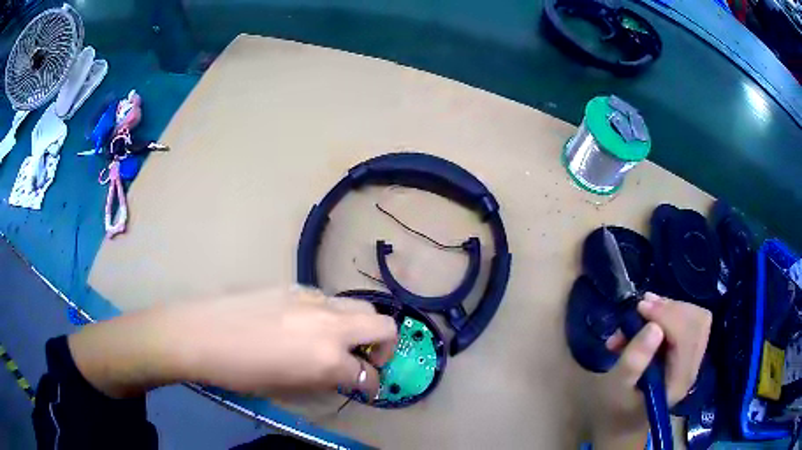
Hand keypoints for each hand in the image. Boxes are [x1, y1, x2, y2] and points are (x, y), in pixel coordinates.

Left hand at [68, 286, 397, 398]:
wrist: (202, 333)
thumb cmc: (241, 373)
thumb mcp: (289, 389)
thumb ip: (325, 381)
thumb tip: (343, 377)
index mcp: (328, 359)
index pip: (368, 375)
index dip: (371, 387)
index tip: (364, 390)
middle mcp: (331, 325)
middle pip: (384, 327)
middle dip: (385, 347)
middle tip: (366, 360)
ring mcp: (314, 300)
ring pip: (360, 308)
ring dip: (359, 329)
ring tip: (336, 342)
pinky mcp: (296, 286)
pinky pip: (329, 301)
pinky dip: (332, 317)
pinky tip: (306, 326)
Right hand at [591, 293, 710, 447]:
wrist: (621, 426)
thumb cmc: (614, 410)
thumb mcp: (615, 388)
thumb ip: (634, 360)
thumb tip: (653, 327)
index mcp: (677, 381)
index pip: (687, 335)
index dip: (667, 315)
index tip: (640, 307)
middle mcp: (692, 369)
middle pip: (698, 321)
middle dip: (671, 308)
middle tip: (643, 307)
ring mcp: (692, 362)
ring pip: (696, 318)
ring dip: (670, 309)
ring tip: (643, 312)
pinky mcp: (686, 356)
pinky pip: (689, 323)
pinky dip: (670, 315)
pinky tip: (649, 321)